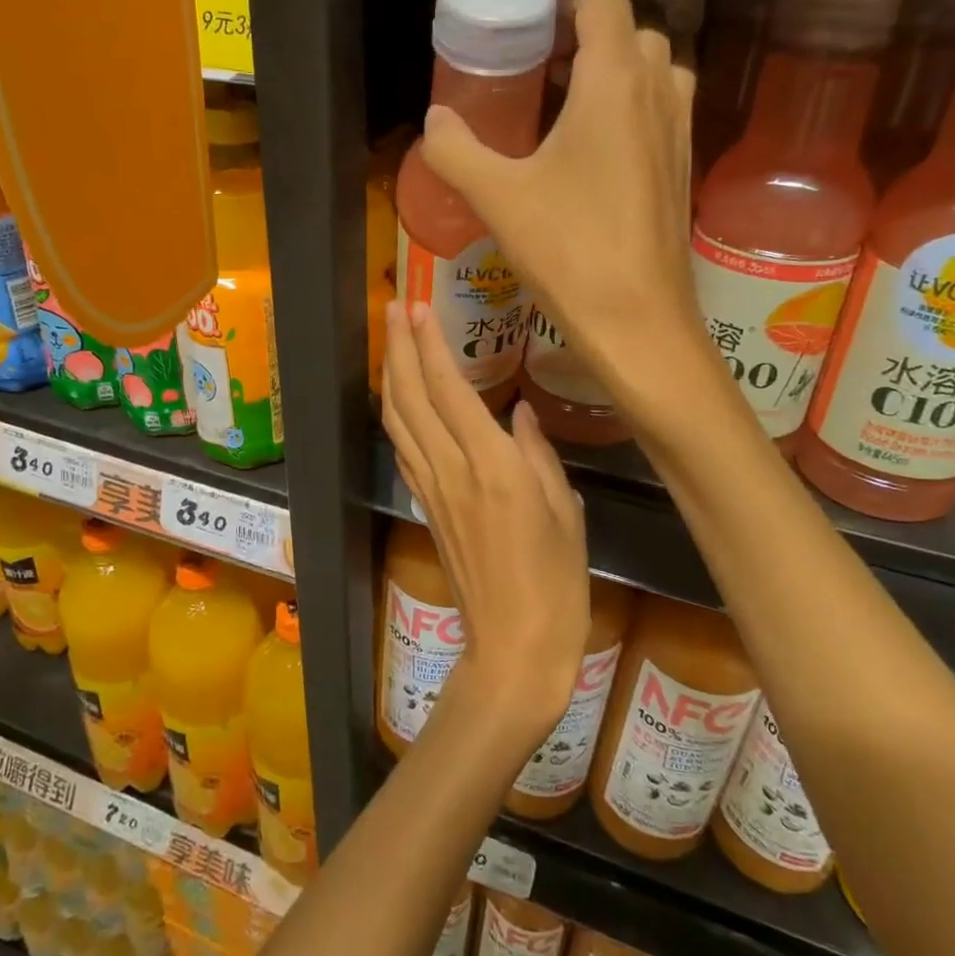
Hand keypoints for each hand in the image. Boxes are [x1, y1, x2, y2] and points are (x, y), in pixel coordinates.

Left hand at [382, 300, 589, 750]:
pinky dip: (397, 414)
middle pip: (410, 397)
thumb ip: (537, 453)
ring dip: (389, 375)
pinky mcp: (426, 507)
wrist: (513, 648)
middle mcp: (452, 470)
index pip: (449, 389)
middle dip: (397, 347)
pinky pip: (404, 448)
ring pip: (398, 420)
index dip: (429, 344)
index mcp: (493, 466)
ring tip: (390, 341)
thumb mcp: (565, 511)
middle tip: (394, 307)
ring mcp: (432, 489)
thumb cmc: (556, 583)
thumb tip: (517, 411)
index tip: (418, 307)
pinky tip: (400, 399)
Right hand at [420, 0, 700, 403]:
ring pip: (654, 74)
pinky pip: (661, 114)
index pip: (603, 3)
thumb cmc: (568, 250)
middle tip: (538, 72)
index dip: (564, 5)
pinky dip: (631, 112)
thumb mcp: (497, 198)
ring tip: (565, 109)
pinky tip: (590, 157)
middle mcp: (658, 94)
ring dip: (615, 75)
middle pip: (632, 34)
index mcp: (615, 82)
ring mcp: (679, 133)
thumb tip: (434, 120)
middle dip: (587, 40)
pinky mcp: (683, 170)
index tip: (526, 30)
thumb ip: (456, 151)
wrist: (638, 321)